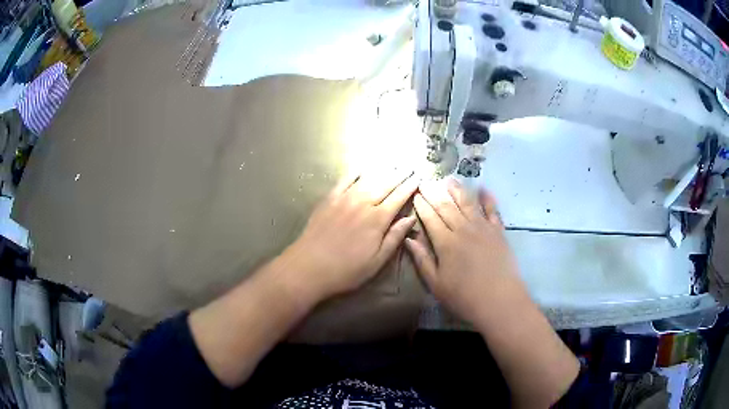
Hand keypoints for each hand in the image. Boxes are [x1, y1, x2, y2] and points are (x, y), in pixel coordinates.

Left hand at [284, 169, 418, 300]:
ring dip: (382, 170)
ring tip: (393, 163)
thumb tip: (411, 219)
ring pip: (368, 178)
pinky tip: (362, 166)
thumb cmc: (346, 270)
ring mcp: (344, 198)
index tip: (418, 177)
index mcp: (377, 220)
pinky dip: (355, 171)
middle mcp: (363, 203)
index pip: (399, 198)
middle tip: (409, 166)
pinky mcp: (329, 198)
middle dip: (399, 174)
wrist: (309, 266)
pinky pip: (345, 179)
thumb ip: (394, 237)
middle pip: (385, 184)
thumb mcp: (377, 261)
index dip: (410, 187)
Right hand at [406, 178, 521, 323]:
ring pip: (467, 203)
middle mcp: (463, 229)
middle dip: (434, 193)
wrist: (499, 301)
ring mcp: (483, 228)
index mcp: (446, 243)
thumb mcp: (436, 284)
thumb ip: (422, 260)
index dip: (422, 205)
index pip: (431, 218)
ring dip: (457, 190)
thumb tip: (409, 238)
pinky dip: (488, 199)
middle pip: (446, 207)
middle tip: (426, 182)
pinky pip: (493, 210)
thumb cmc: (464, 297)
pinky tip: (483, 189)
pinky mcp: (499, 232)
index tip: (416, 194)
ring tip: (449, 180)